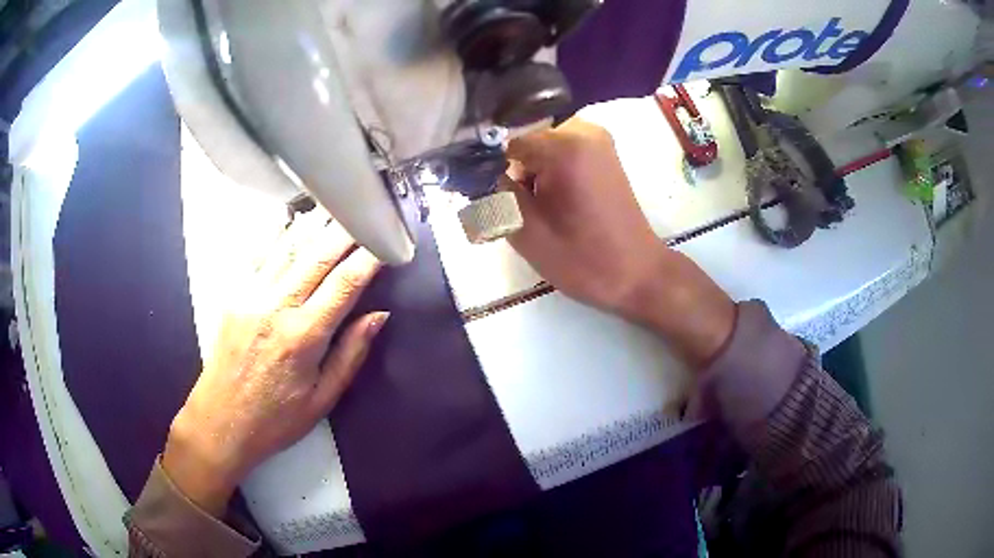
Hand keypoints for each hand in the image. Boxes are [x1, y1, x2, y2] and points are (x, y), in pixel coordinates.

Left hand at [163, 215, 386, 515]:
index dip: (369, 257)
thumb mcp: (323, 399)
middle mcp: (276, 307)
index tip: (387, 241)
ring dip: (315, 224)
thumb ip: (351, 353)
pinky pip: (260, 255)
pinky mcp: (235, 295)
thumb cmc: (275, 419)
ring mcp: (251, 296)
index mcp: (304, 337)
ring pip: (289, 247)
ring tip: (336, 205)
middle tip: (367, 212)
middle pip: (317, 255)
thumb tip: (378, 315)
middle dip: (346, 230)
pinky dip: (279, 234)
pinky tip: (292, 220)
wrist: (221, 422)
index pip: (345, 283)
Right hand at [504, 118, 735, 368]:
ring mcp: (598, 140)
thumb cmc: (583, 260)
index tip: (489, 194)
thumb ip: (497, 194)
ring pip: (541, 144)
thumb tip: (482, 173)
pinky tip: (553, 201)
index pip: (505, 139)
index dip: (490, 166)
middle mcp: (583, 130)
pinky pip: (561, 150)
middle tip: (515, 206)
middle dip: (514, 168)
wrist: (638, 275)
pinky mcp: (603, 154)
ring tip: (537, 207)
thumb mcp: (526, 232)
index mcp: (565, 145)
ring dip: (531, 171)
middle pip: (525, 138)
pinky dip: (549, 170)